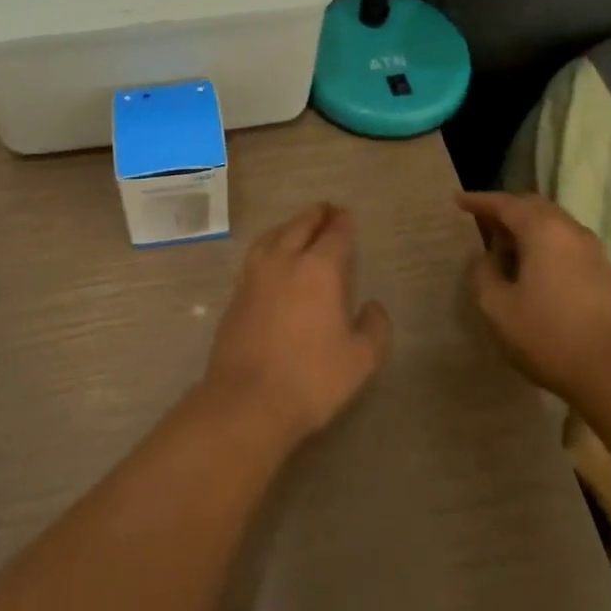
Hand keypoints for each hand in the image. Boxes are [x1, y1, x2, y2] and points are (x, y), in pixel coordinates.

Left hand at [204, 202, 392, 446]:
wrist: (247, 400)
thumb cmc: (311, 379)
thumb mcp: (360, 360)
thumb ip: (374, 328)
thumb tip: (372, 306)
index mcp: (319, 270)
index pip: (334, 235)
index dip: (343, 222)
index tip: (347, 214)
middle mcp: (285, 261)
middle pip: (301, 226)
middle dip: (316, 215)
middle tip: (326, 210)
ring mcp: (255, 274)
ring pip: (274, 235)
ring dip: (290, 225)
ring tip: (299, 226)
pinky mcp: (236, 291)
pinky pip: (257, 253)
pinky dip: (270, 243)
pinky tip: (272, 256)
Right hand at [458, 191, 610, 404]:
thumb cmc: (549, 336)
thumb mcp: (496, 308)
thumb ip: (483, 273)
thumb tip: (487, 258)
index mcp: (543, 230)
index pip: (505, 203)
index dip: (479, 201)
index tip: (458, 200)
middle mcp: (570, 230)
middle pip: (533, 206)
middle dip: (505, 209)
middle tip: (480, 220)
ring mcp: (593, 251)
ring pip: (553, 223)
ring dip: (526, 227)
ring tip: (504, 245)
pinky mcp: (604, 272)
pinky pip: (566, 242)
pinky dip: (544, 242)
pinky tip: (532, 266)